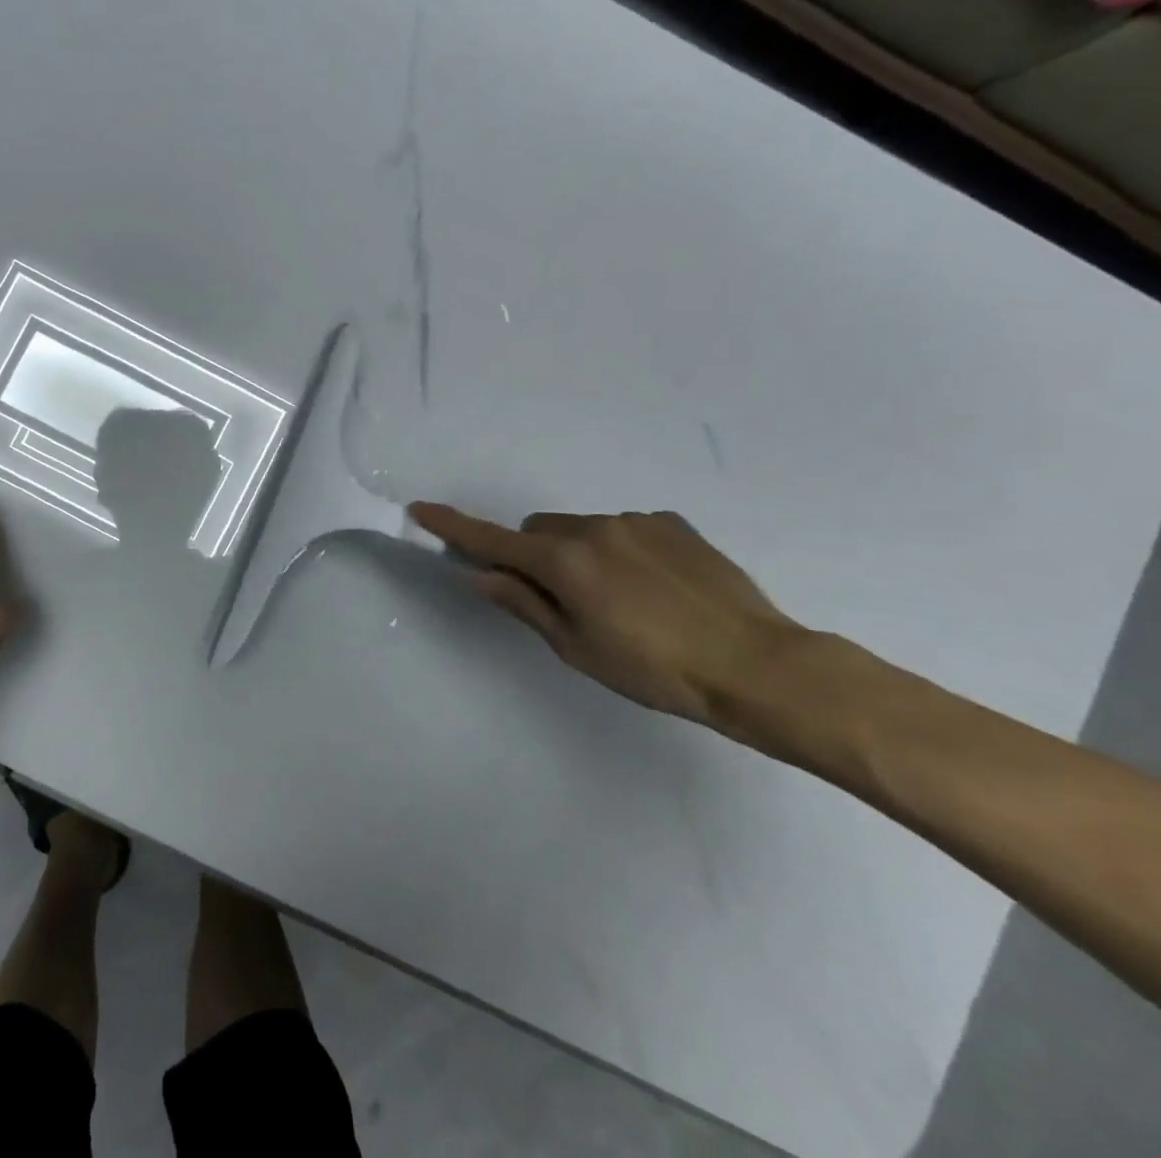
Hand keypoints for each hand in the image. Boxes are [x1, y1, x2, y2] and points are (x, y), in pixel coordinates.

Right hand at [408, 503, 806, 724]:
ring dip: (579, 553)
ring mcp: (636, 521)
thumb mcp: (576, 648)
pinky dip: (619, 550)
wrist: (759, 666)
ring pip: (581, 529)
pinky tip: (655, 589)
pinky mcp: (673, 523)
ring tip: (623, 601)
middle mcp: (593, 527)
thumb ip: (524, 604)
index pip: (491, 540)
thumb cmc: (655, 670)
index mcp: (564, 561)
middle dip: (534, 554)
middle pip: (537, 529)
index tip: (420, 510)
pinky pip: (624, 528)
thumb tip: (481, 575)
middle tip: (561, 600)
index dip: (452, 526)